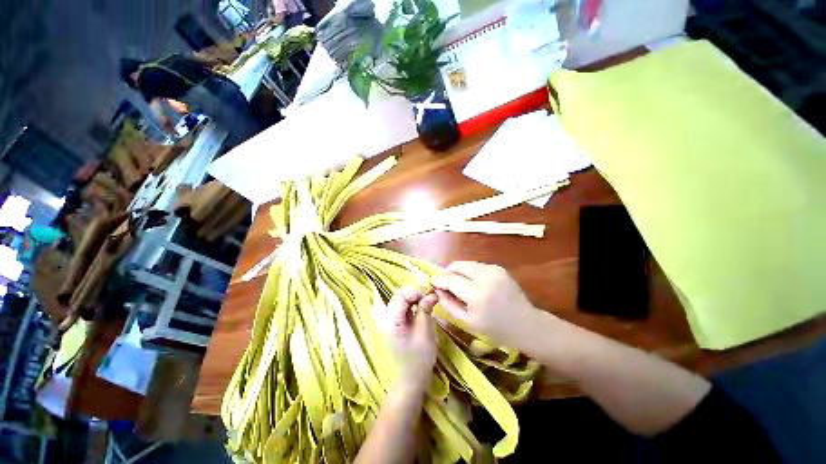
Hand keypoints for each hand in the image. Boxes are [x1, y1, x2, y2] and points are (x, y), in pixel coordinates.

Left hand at [382, 288, 438, 393]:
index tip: (430, 294)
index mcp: (392, 320)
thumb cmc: (419, 359)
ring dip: (416, 298)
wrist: (411, 380)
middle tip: (432, 297)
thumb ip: (426, 310)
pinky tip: (424, 308)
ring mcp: (392, 319)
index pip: (401, 295)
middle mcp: (388, 317)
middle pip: (401, 295)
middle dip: (416, 293)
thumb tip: (432, 293)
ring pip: (403, 299)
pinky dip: (415, 304)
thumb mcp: (425, 333)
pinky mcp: (398, 322)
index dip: (416, 291)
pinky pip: (406, 307)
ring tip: (429, 302)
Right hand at [432, 262, 537, 349]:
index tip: (432, 282)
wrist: (526, 324)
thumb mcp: (468, 322)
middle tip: (444, 283)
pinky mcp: (498, 268)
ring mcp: (493, 269)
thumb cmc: (496, 329)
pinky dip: (469, 272)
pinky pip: (476, 266)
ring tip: (457, 283)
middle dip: (447, 272)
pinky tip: (471, 283)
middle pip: (457, 265)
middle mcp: (484, 276)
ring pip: (466, 263)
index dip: (438, 279)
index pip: (449, 279)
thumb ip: (449, 304)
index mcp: (476, 293)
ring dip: (457, 271)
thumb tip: (437, 289)